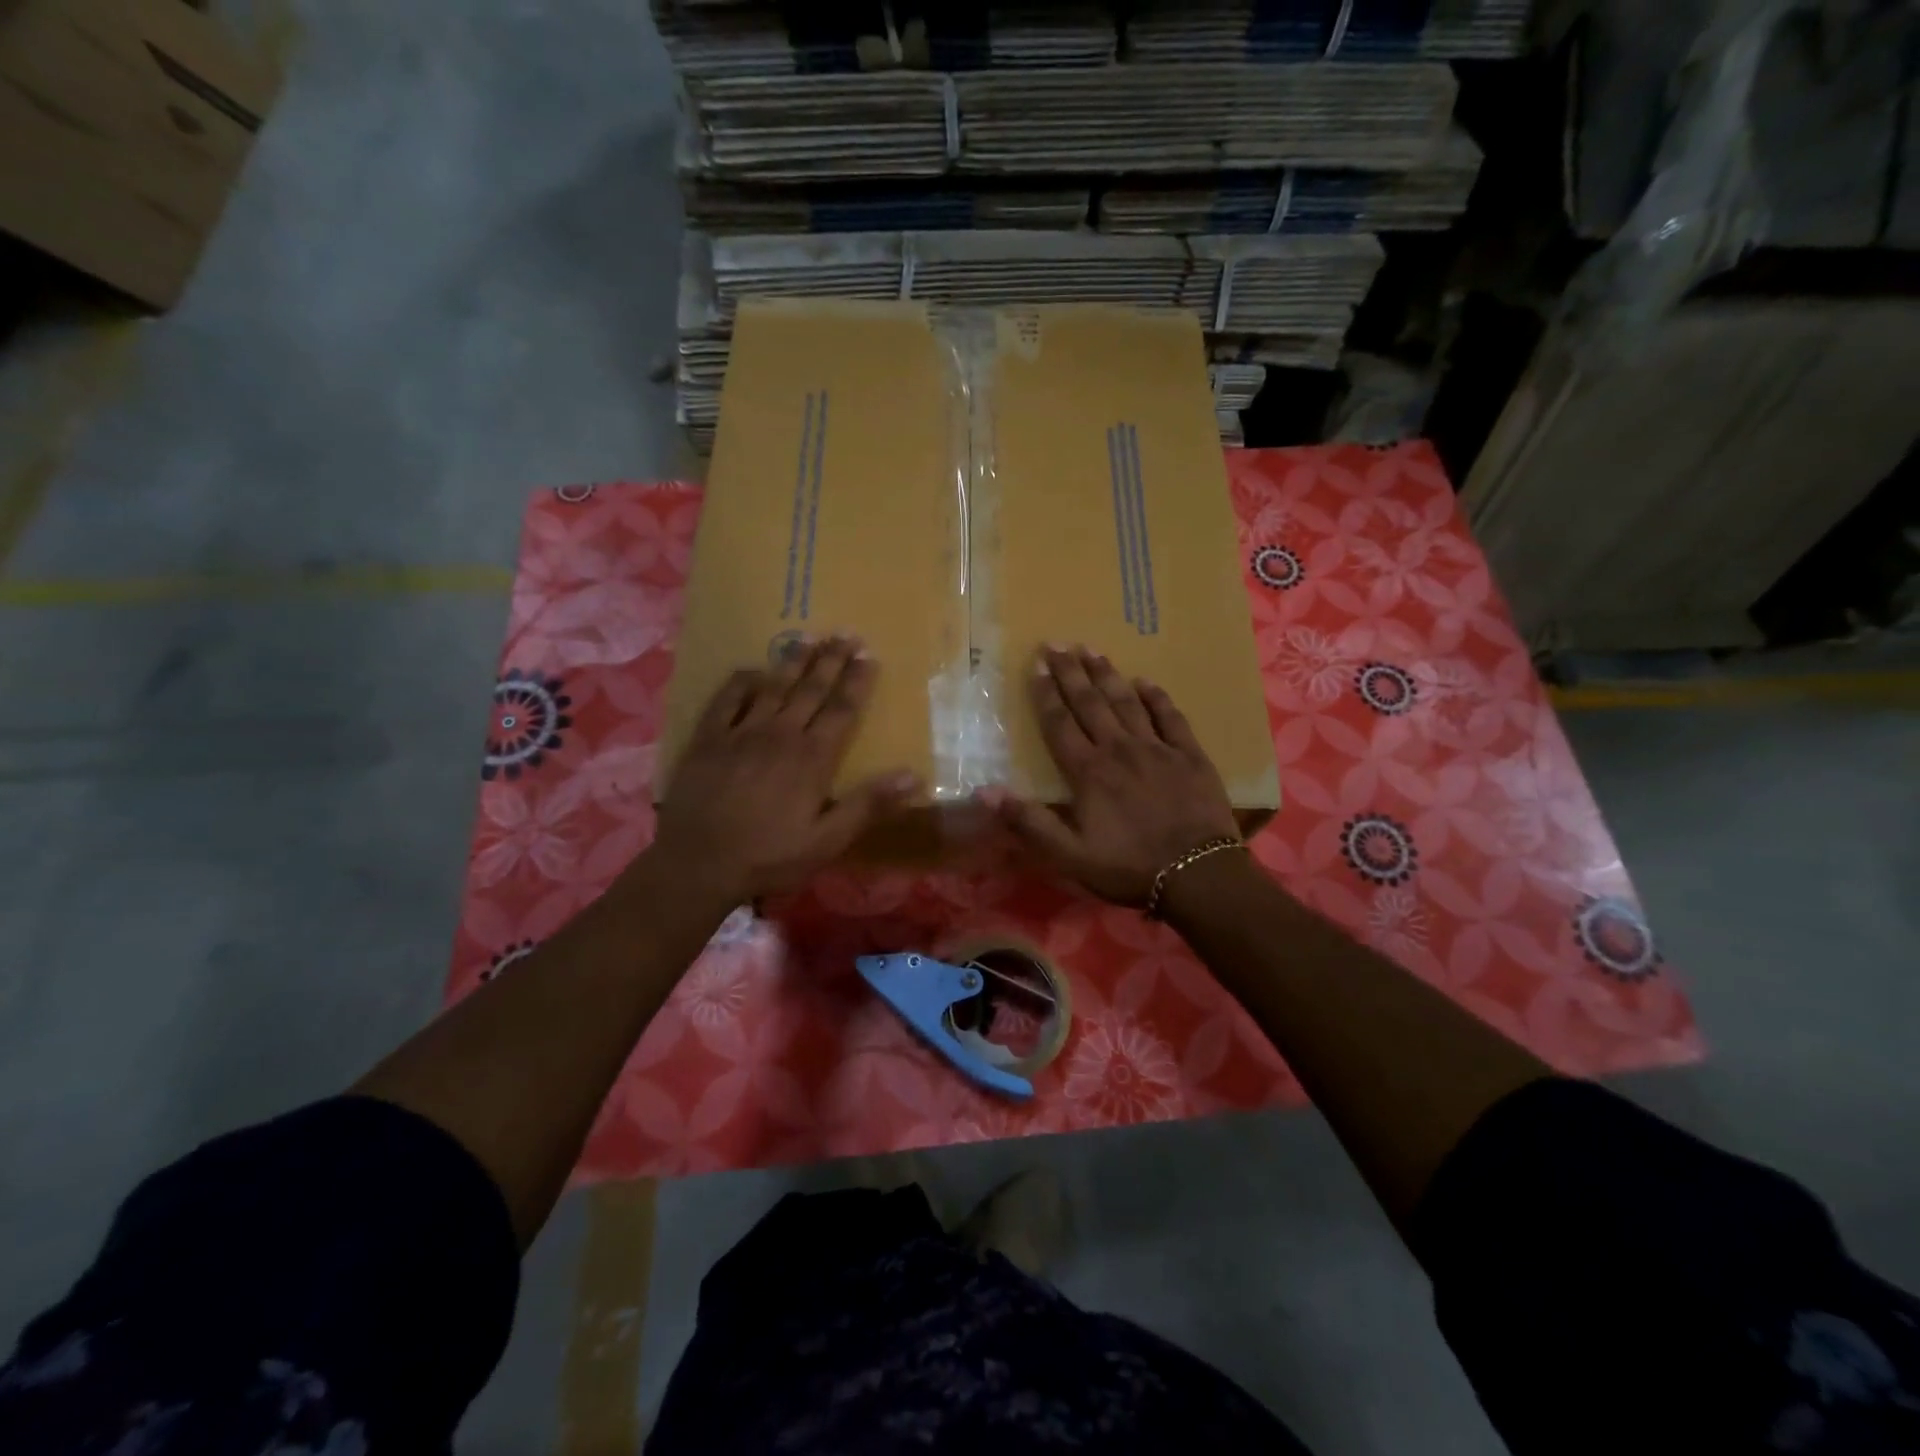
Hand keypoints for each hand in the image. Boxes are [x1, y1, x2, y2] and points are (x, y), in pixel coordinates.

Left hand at [646, 636, 919, 903]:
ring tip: (809, 637)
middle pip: (811, 690)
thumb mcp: (827, 840)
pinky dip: (741, 681)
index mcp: (812, 758)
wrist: (697, 864)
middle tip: (845, 633)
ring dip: (793, 661)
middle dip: (831, 660)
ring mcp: (741, 733)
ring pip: (773, 687)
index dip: (857, 682)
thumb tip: (913, 776)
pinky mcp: (708, 739)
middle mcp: (780, 735)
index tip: (869, 656)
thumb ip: (868, 805)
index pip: (841, 710)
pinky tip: (753, 670)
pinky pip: (727, 699)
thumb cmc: (769, 856)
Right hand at [982, 645, 1239, 904]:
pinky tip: (1146, 682)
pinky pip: (1171, 717)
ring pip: (1127, 702)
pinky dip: (1156, 698)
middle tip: (1058, 643)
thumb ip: (1029, 822)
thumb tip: (984, 792)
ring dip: (1107, 675)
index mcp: (1088, 772)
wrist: (1198, 874)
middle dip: (1071, 672)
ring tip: (1092, 650)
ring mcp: (1157, 749)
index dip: (1046, 694)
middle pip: (1090, 703)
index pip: (1060, 724)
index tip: (1036, 665)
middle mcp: (1119, 749)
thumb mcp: (1069, 855)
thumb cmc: (1128, 866)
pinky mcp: (1190, 756)